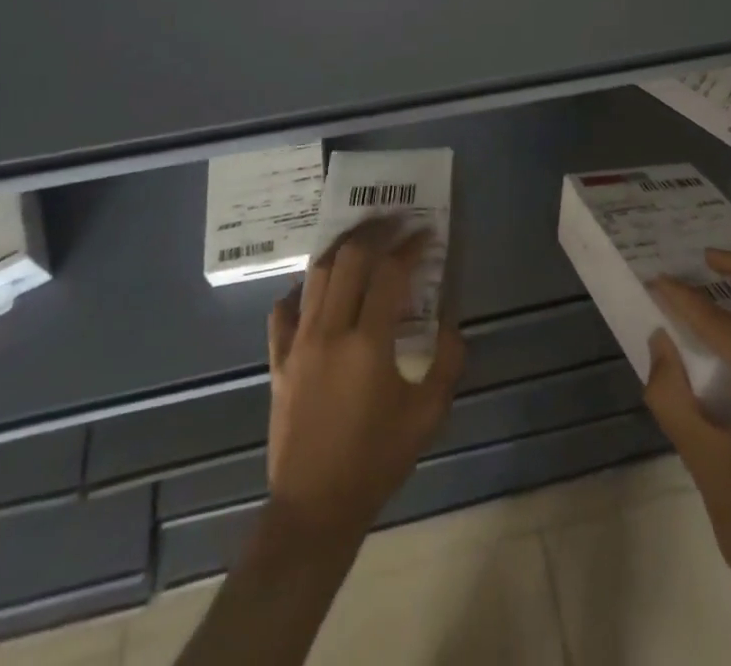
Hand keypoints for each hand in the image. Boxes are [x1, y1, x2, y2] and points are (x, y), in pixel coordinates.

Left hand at [264, 222, 465, 546]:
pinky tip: (316, 287)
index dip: (411, 247)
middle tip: (395, 221)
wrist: (315, 509)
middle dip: (375, 232)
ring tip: (361, 236)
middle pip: (349, 260)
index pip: (390, 273)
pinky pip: (283, 312)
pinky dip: (301, 290)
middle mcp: (330, 332)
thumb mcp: (428, 415)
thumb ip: (448, 361)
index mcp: (368, 344)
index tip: (427, 234)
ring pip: (316, 275)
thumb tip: (451, 322)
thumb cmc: (377, 461)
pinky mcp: (279, 361)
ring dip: (341, 248)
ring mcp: (298, 344)